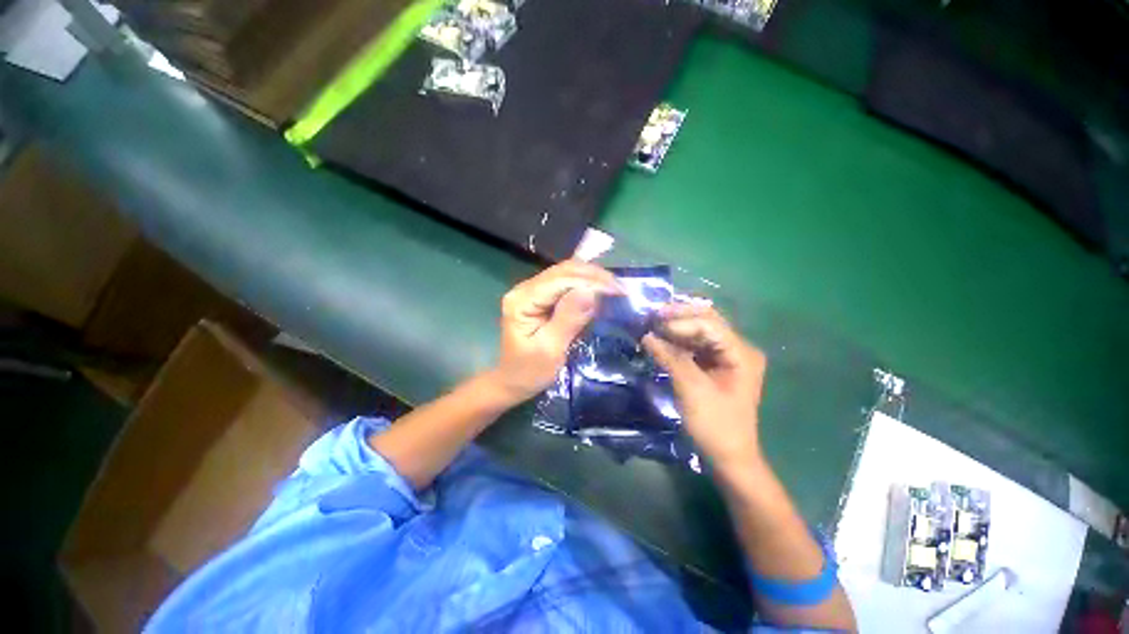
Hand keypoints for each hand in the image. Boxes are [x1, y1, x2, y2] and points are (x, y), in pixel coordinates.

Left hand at [491, 261, 621, 403]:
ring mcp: (531, 290)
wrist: (512, 381)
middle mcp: (524, 289)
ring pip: (566, 273)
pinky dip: (585, 283)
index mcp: (522, 300)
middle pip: (563, 271)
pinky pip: (565, 283)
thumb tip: (591, 291)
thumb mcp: (550, 350)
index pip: (560, 280)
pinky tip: (600, 288)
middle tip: (621, 289)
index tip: (618, 291)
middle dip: (594, 276)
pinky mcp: (540, 297)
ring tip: (615, 288)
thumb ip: (568, 319)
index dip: (591, 281)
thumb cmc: (529, 372)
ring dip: (592, 278)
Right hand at [643, 303, 766, 466]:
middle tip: (651, 316)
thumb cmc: (715, 424)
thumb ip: (669, 358)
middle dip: (678, 317)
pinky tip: (661, 340)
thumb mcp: (691, 389)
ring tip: (652, 326)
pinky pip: (695, 345)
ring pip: (699, 331)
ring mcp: (727, 356)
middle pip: (706, 321)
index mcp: (741, 353)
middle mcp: (737, 348)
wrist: (728, 456)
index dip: (680, 321)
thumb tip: (646, 335)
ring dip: (676, 328)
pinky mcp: (716, 365)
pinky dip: (678, 341)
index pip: (709, 324)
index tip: (653, 325)